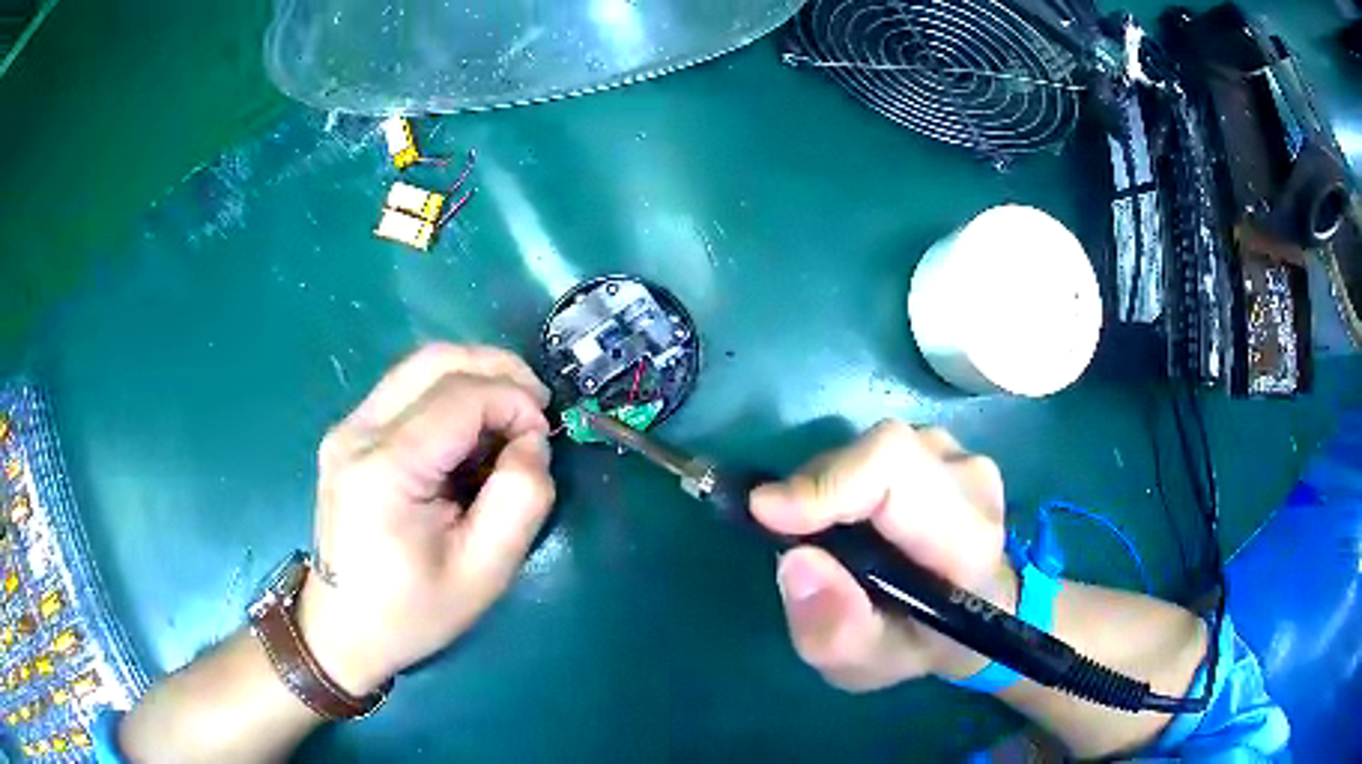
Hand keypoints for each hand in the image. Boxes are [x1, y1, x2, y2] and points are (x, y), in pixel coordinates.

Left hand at [298, 344, 555, 695]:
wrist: (343, 630)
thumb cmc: (413, 612)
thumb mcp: (485, 572)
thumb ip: (520, 499)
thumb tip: (531, 440)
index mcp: (385, 470)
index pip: (460, 396)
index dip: (513, 400)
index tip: (544, 436)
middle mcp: (356, 432)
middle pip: (434, 360)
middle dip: (497, 369)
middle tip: (535, 404)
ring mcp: (346, 429)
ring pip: (419, 367)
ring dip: (473, 378)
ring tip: (509, 416)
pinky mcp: (348, 435)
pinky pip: (405, 390)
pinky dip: (449, 395)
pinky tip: (470, 433)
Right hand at [751, 422, 1014, 690]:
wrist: (978, 612)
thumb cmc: (923, 644)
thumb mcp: (870, 666)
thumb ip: (835, 631)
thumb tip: (795, 560)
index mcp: (968, 542)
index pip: (896, 471)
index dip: (827, 482)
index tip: (767, 512)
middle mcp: (972, 483)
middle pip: (880, 453)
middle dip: (819, 489)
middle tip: (790, 536)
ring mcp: (962, 456)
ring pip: (876, 450)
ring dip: (834, 489)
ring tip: (831, 540)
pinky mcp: (946, 447)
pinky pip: (881, 452)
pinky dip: (850, 482)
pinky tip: (856, 523)